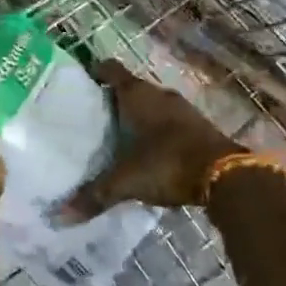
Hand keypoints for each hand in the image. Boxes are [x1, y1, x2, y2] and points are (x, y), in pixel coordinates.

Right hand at [64, 61, 243, 218]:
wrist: (225, 175)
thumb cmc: (167, 163)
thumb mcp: (127, 180)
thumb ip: (96, 194)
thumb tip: (60, 215)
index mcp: (136, 94)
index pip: (111, 70)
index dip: (96, 72)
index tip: (81, 84)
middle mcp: (158, 94)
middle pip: (131, 87)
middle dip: (114, 99)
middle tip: (93, 117)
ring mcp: (181, 109)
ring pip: (151, 104)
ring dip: (137, 115)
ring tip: (117, 135)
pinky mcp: (197, 126)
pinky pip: (168, 120)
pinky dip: (156, 129)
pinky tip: (148, 150)